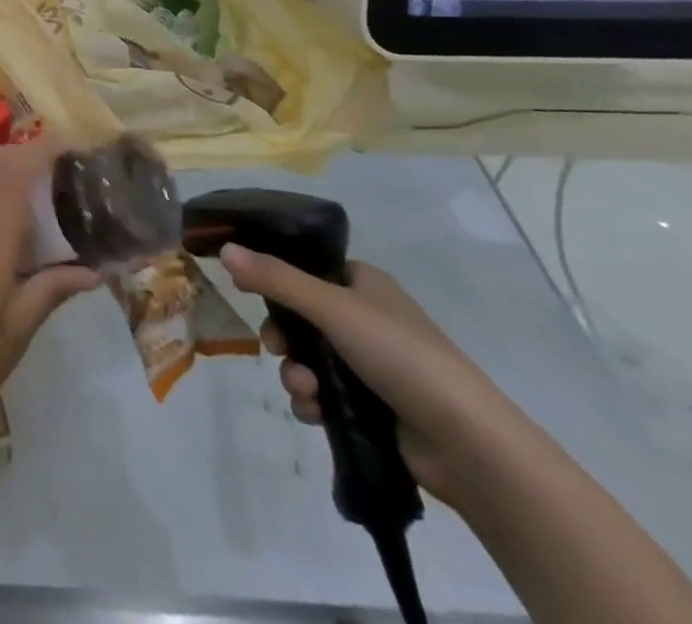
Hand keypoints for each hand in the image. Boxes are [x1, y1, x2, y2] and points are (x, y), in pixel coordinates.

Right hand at [220, 245, 514, 504]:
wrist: (467, 443)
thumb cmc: (400, 354)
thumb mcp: (332, 307)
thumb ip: (275, 279)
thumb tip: (224, 249)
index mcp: (364, 284)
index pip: (308, 268)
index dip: (276, 276)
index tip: (248, 289)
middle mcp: (366, 318)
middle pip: (301, 316)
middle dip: (282, 335)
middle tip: (274, 347)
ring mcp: (371, 365)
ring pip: (308, 358)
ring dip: (295, 372)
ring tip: (304, 390)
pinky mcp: (372, 407)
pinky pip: (323, 395)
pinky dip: (312, 402)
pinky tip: (314, 413)